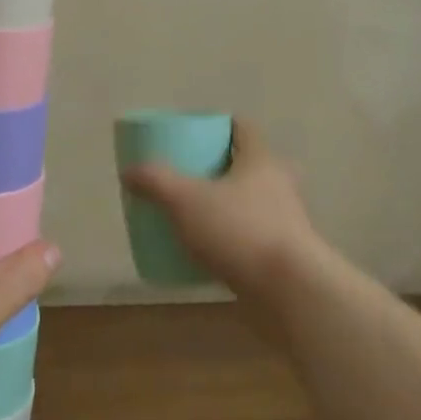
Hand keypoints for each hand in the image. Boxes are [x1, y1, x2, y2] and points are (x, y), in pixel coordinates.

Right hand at [123, 121, 322, 304]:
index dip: (219, 126)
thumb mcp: (185, 200)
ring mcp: (286, 223)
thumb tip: (129, 171)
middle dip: (221, 168)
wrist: (291, 293)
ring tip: (195, 215)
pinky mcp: (284, 257)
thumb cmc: (240, 230)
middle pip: (248, 165)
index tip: (194, 134)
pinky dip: (233, 240)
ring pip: (252, 203)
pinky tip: (208, 252)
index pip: (243, 128)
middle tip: (190, 175)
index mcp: (260, 160)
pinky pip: (252, 238)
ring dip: (228, 206)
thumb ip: (155, 181)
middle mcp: (278, 185)